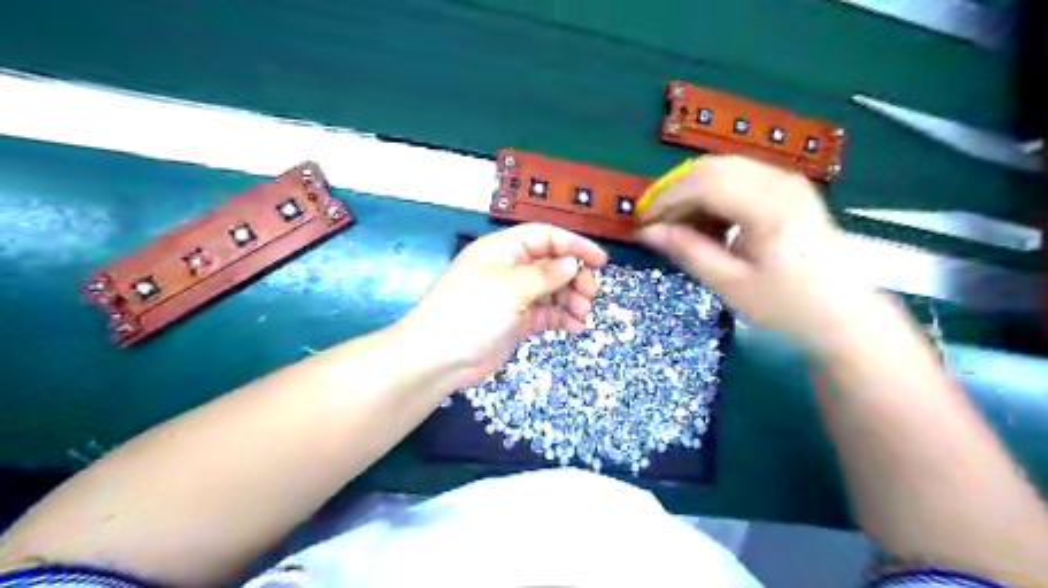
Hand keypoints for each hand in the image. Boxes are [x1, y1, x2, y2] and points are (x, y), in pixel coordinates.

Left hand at [395, 224, 609, 389]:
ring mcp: (512, 296)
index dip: (574, 245)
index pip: (545, 237)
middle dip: (575, 277)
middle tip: (591, 295)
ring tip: (584, 316)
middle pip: (551, 264)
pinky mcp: (515, 320)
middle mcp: (509, 268)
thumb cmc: (472, 313)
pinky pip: (544, 313)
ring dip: (570, 300)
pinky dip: (561, 318)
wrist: (438, 359)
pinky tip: (575, 328)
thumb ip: (545, 274)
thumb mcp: (511, 288)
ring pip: (551, 290)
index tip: (600, 262)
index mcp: (503, 250)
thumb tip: (573, 263)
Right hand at [633, 154, 877, 350]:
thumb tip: (648, 232)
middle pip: (711, 167)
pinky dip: (712, 193)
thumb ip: (688, 252)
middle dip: (674, 191)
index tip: (642, 222)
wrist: (843, 313)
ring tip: (676, 224)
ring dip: (692, 191)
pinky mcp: (788, 188)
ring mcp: (787, 181)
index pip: (703, 183)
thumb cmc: (787, 305)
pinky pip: (738, 177)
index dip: (666, 199)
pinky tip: (705, 220)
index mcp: (769, 208)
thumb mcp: (731, 284)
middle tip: (654, 222)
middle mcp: (780, 182)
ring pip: (723, 168)